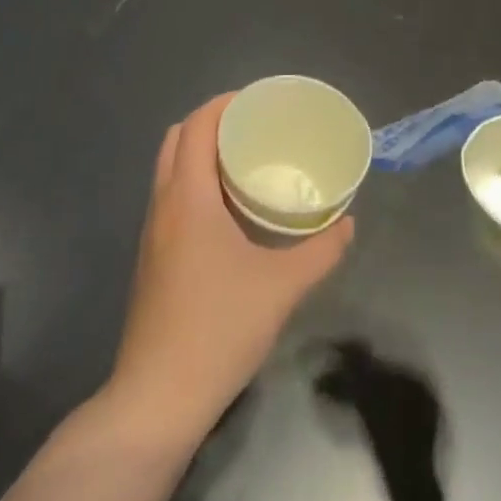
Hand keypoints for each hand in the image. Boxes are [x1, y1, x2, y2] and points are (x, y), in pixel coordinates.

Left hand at [110, 93, 354, 434]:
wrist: (157, 399)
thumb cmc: (218, 328)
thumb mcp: (282, 287)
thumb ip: (321, 251)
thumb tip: (348, 224)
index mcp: (189, 198)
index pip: (196, 126)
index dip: (224, 104)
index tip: (258, 101)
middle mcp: (164, 206)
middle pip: (176, 140)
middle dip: (211, 123)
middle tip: (253, 128)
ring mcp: (152, 234)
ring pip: (169, 170)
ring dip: (200, 153)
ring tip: (244, 162)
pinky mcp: (151, 260)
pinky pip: (170, 198)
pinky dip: (193, 183)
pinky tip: (227, 211)